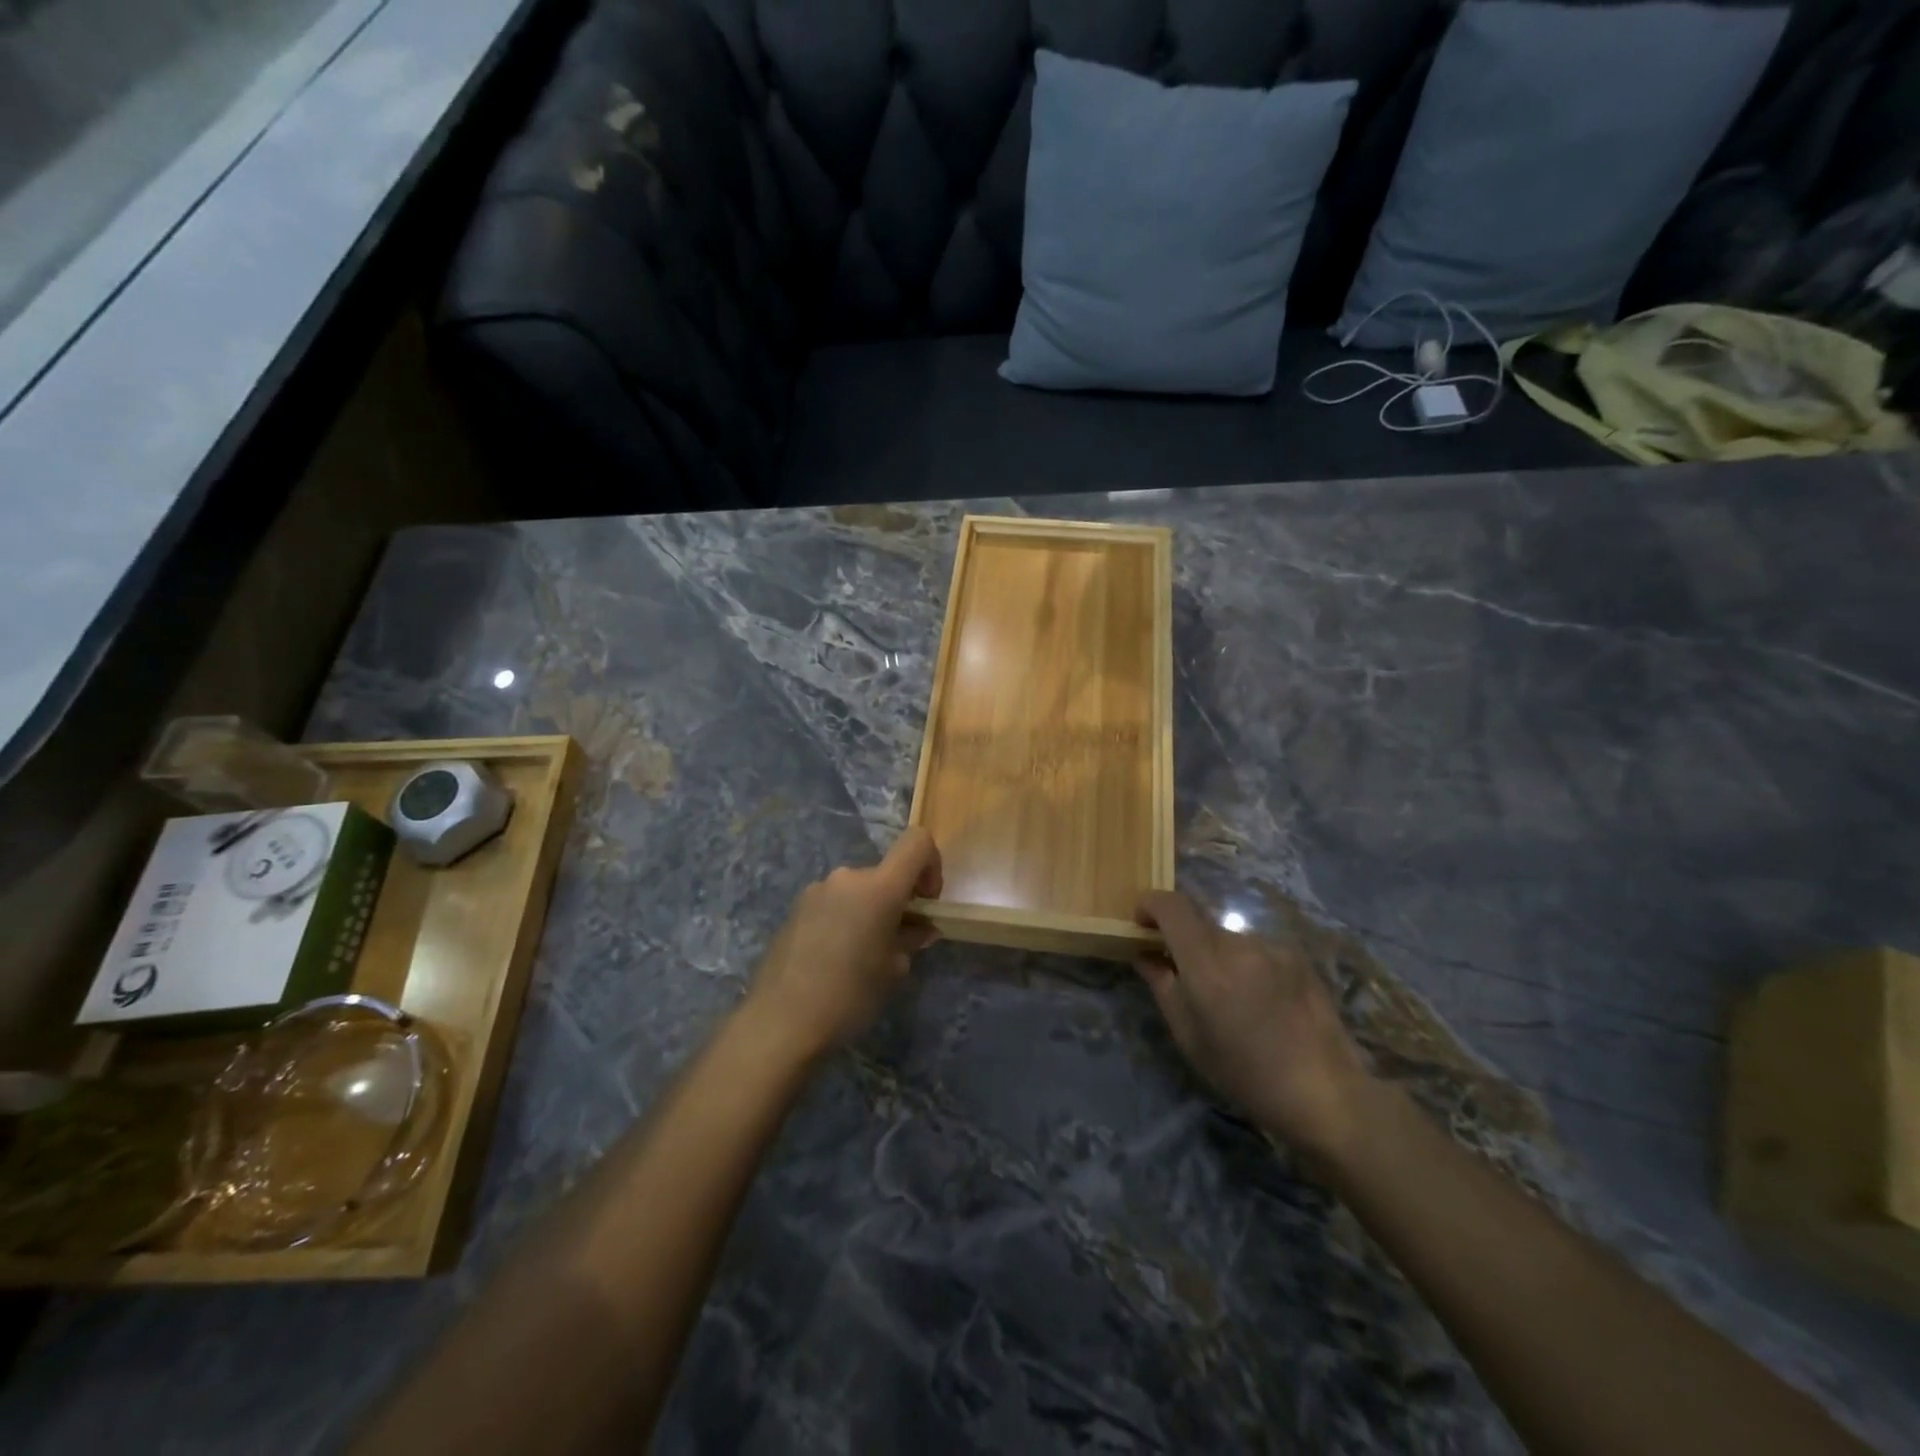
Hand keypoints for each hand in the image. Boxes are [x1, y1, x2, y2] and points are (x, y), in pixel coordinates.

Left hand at [745, 828, 942, 1060]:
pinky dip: (845, 918)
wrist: (780, 1020)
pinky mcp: (796, 907)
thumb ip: (911, 939)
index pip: (916, 842)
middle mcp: (847, 877)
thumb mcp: (893, 969)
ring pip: (858, 890)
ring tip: (863, 954)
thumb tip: (921, 928)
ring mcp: (817, 890)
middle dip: (898, 899)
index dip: (931, 864)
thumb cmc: (849, 994)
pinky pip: (834, 902)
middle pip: (885, 872)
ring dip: (870, 910)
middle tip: (898, 940)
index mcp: (878, 887)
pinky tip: (835, 958)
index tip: (926, 901)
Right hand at [1135, 890, 1375, 1158]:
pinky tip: (1261, 1002)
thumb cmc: (1245, 1074)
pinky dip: (1246, 964)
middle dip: (1183, 940)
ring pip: (1228, 938)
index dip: (1151, 905)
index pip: (1172, 906)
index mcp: (1207, 963)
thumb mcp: (1188, 1036)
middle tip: (1182, 975)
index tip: (1142, 925)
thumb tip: (1144, 955)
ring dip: (1217, 955)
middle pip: (1199, 923)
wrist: (1324, 1093)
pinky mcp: (1297, 957)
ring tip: (1229, 998)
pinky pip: (1257, 950)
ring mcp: (1273, 948)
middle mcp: (1239, 944)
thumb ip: (1162, 985)